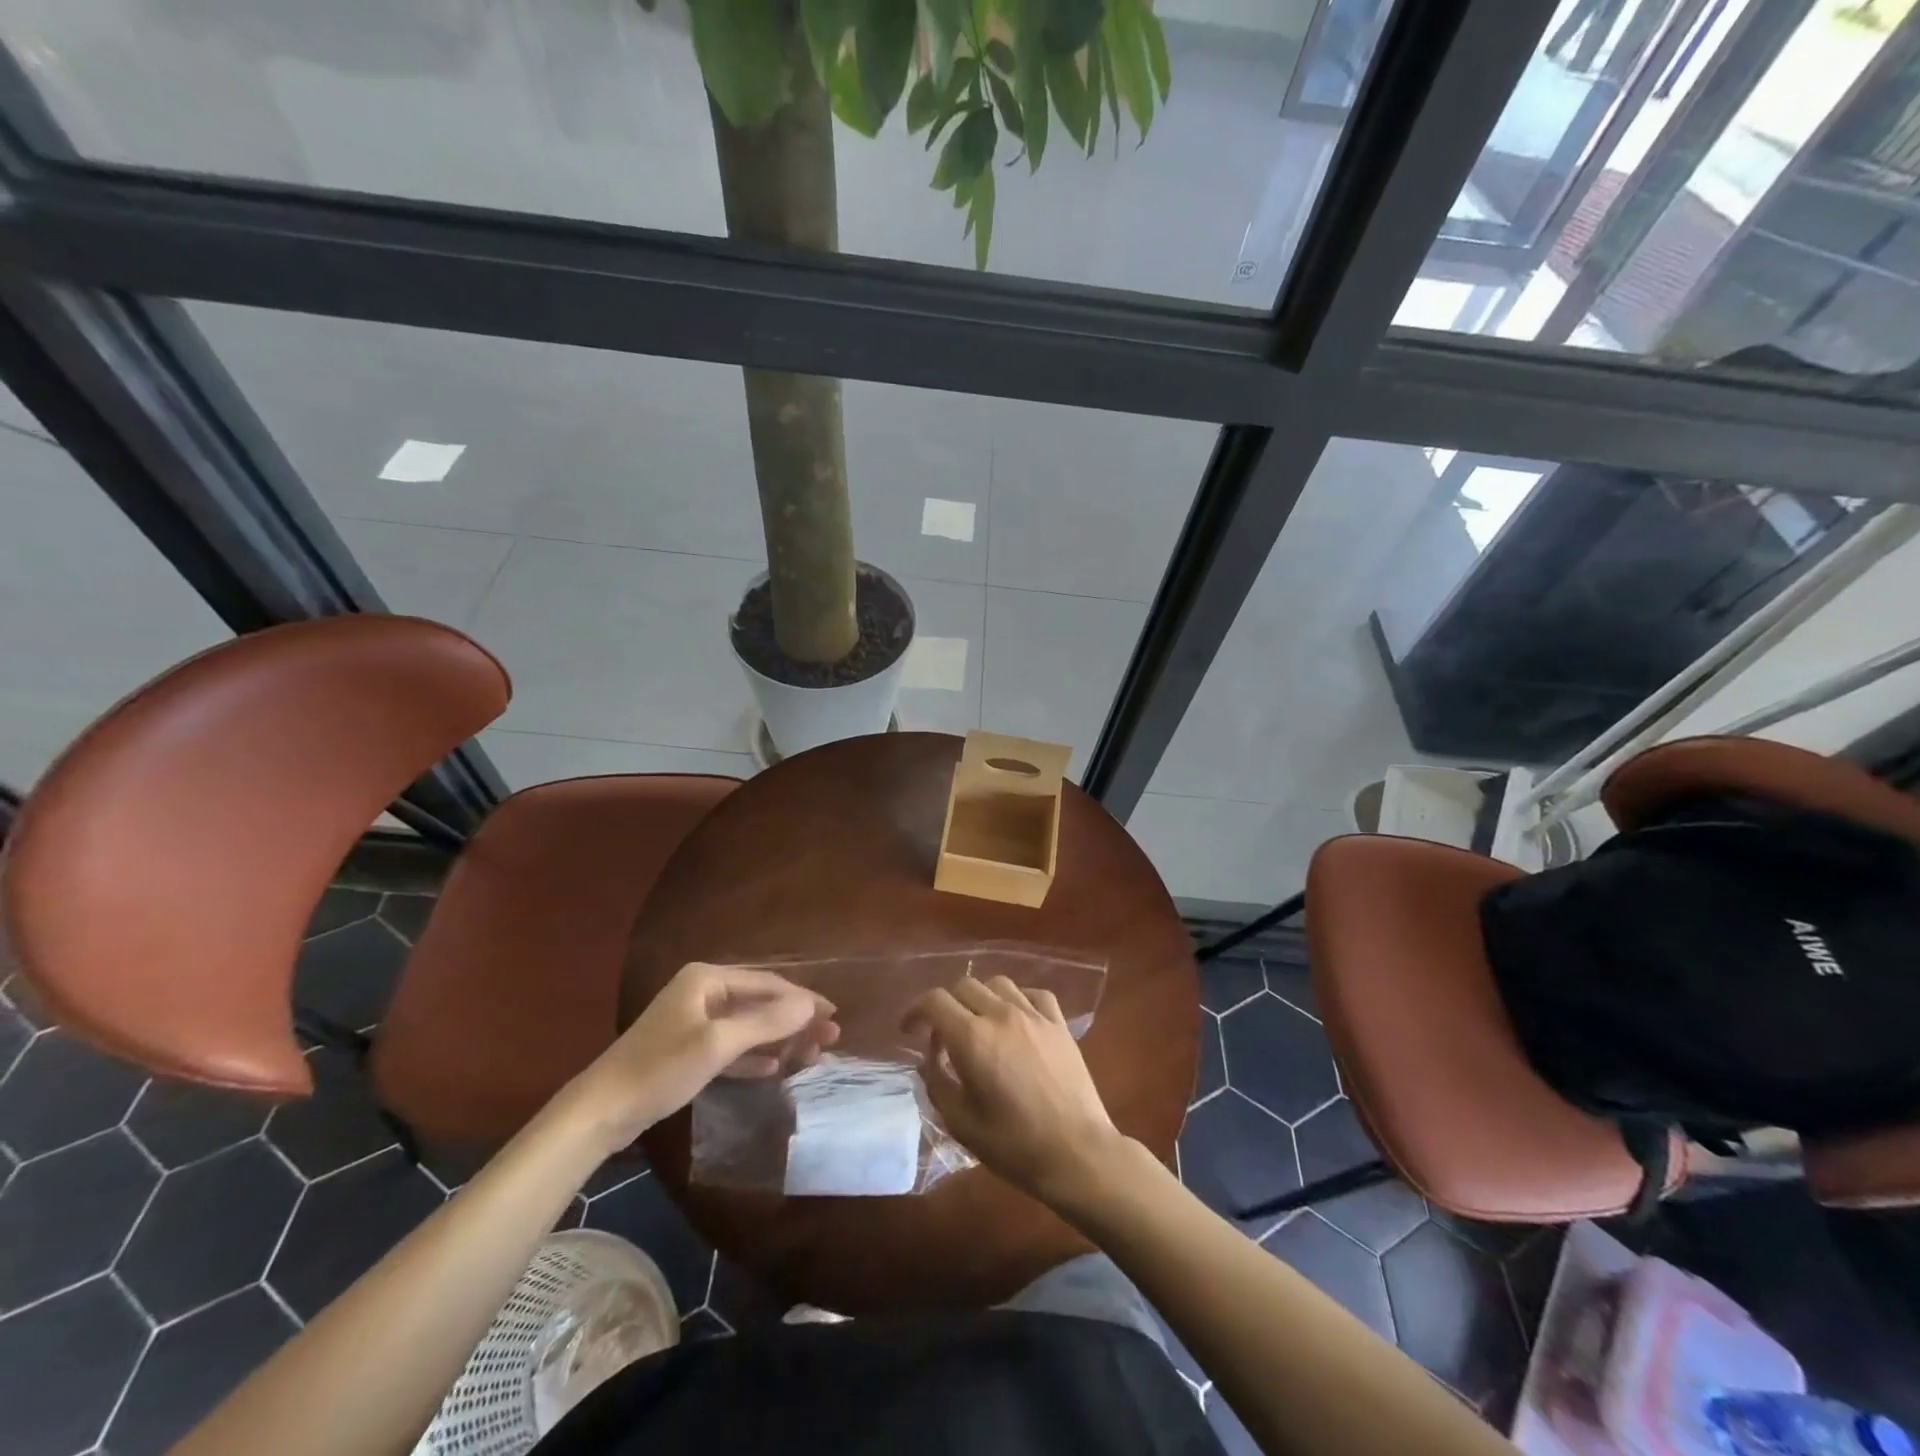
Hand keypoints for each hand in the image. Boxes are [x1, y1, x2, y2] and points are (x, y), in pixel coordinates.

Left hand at [568, 963, 838, 1151]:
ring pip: (748, 1025)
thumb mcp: (718, 1044)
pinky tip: (774, 1066)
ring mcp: (694, 1020)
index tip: (833, 1014)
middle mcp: (703, 991)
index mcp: (707, 978)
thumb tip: (810, 1005)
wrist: (601, 1111)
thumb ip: (766, 1022)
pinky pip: (732, 1045)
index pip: (767, 983)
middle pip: (760, 1002)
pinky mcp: (688, 1049)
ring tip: (812, 1053)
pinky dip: (753, 1054)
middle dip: (795, 1019)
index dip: (803, 998)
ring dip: (779, 1038)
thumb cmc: (660, 1068)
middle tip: (830, 1037)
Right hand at [904, 976, 1127, 1204]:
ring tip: (978, 1022)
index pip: (935, 1001)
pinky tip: (1015, 1019)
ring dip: (980, 997)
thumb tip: (929, 1057)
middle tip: (942, 1032)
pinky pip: (1033, 994)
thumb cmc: (1014, 1146)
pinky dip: (1017, 999)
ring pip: (998, 983)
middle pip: (964, 985)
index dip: (915, 1010)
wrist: (1077, 1153)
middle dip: (945, 1004)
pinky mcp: (1059, 1024)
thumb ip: (937, 1083)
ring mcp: (1034, 1016)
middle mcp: (1001, 1015)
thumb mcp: (961, 1123)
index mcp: (973, 1039)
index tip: (908, 1030)